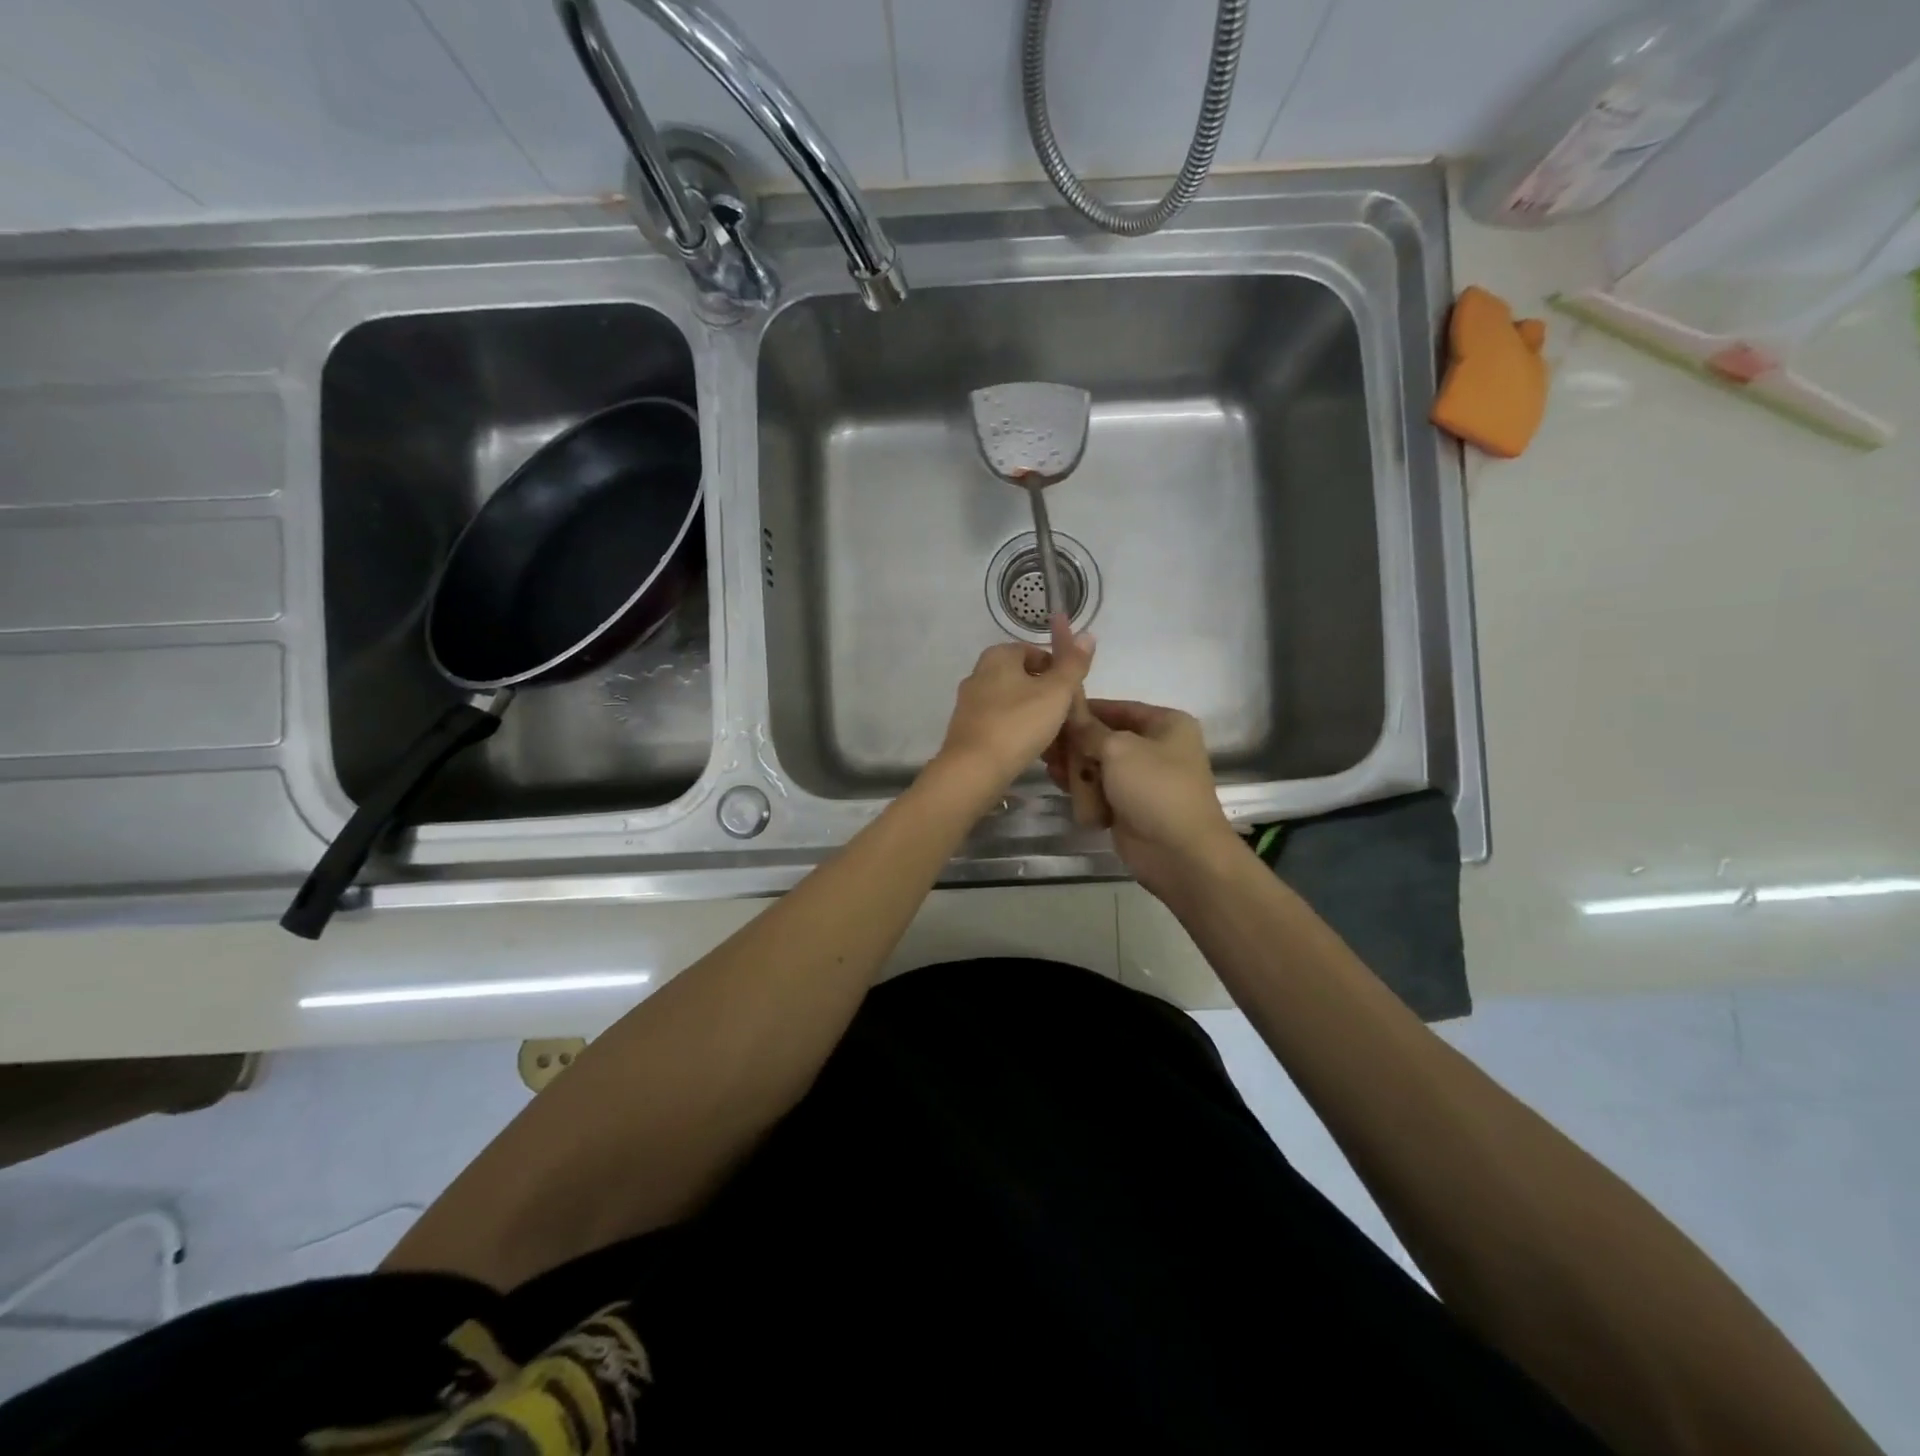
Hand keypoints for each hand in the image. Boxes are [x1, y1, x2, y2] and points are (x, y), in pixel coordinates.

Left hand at [932, 627, 1095, 803]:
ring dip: (1031, 713)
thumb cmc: (1019, 724)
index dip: (1058, 669)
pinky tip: (1029, 748)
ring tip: (1052, 734)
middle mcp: (978, 674)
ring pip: (1010, 701)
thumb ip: (1073, 664)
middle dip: (1045, 692)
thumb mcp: (1056, 692)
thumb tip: (1087, 635)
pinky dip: (1015, 730)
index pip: (1035, 652)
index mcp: (997, 656)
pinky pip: (998, 722)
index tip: (1072, 692)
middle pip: (1022, 677)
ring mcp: (969, 703)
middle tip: (1066, 714)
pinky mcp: (966, 730)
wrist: (974, 769)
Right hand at [1046, 699, 1239, 896]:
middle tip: (1046, 745)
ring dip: (1076, 767)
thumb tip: (1070, 714)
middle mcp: (1157, 748)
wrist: (1179, 852)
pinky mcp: (1130, 806)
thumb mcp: (1118, 749)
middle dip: (1076, 742)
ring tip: (1050, 767)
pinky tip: (1061, 785)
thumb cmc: (1154, 788)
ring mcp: (1143, 780)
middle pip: (1106, 738)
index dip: (1086, 709)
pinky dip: (1084, 789)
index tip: (1053, 711)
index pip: (1119, 708)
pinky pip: (1100, 790)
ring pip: (1100, 765)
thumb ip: (1089, 730)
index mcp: (1166, 725)